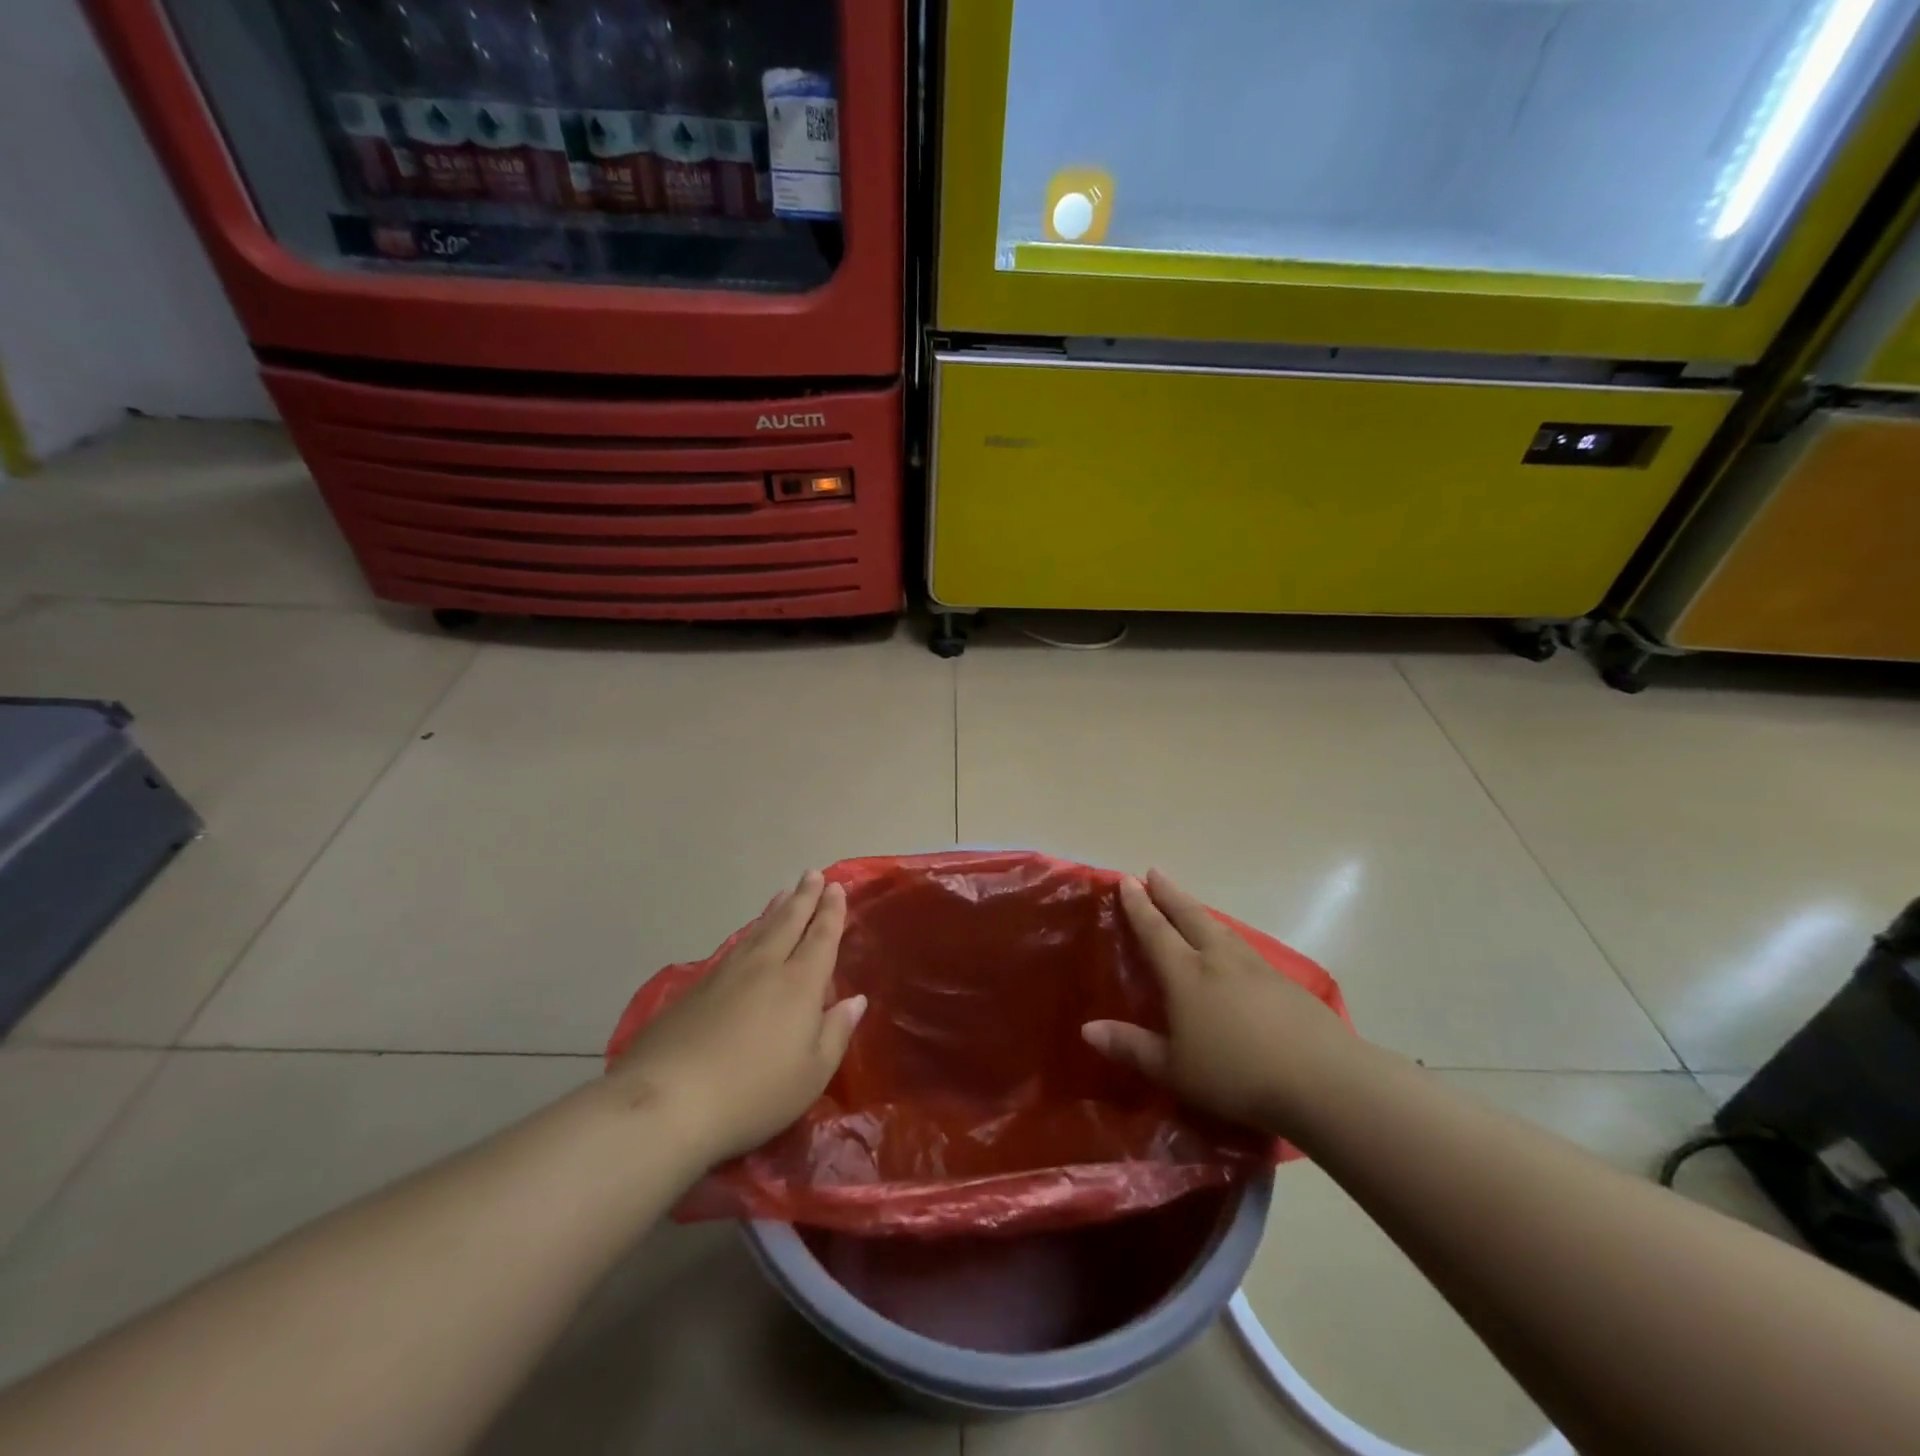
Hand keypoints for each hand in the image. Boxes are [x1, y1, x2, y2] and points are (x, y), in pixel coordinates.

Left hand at [607, 871, 866, 1163]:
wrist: (668, 1101)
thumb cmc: (754, 1092)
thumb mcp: (811, 1074)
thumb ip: (836, 1032)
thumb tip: (855, 1000)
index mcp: (800, 984)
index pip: (821, 937)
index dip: (831, 912)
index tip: (836, 887)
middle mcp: (765, 967)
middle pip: (789, 922)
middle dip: (804, 897)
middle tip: (813, 873)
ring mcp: (726, 974)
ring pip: (758, 931)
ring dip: (775, 910)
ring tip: (785, 893)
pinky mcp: (695, 989)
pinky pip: (734, 947)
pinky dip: (749, 933)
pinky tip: (747, 937)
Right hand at [1083, 870, 1348, 1136]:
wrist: (1321, 1079)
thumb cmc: (1236, 1074)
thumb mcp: (1173, 1069)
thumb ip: (1131, 1047)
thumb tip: (1087, 1029)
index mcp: (1186, 974)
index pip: (1155, 930)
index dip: (1139, 906)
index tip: (1127, 880)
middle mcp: (1217, 959)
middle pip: (1189, 916)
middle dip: (1169, 894)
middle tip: (1155, 872)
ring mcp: (1254, 967)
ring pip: (1219, 928)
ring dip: (1198, 911)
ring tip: (1188, 903)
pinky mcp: (1284, 982)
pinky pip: (1243, 947)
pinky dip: (1227, 935)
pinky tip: (1232, 947)